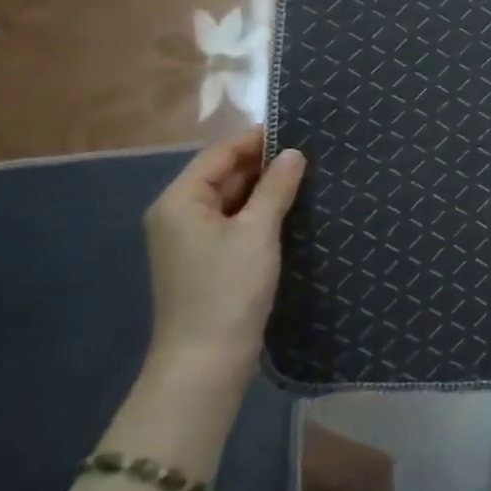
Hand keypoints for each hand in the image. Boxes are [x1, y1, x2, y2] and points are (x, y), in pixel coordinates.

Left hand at [143, 129, 305, 379]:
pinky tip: (291, 210)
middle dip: (264, 164)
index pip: (220, 153)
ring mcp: (191, 240)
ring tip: (308, 176)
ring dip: (265, 189)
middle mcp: (179, 214)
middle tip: (311, 153)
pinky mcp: (207, 260)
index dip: (257, 139)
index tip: (299, 130)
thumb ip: (277, 187)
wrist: (206, 360)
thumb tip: (294, 153)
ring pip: (232, 200)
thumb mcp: (257, 230)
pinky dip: (260, 213)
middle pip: (224, 174)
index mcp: (180, 200)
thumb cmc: (228, 288)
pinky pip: (235, 223)